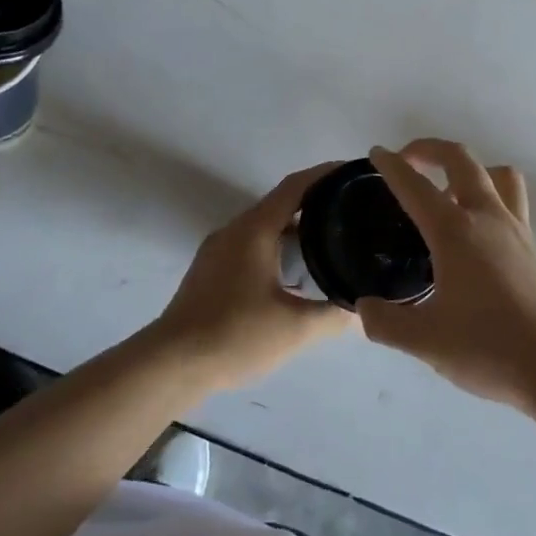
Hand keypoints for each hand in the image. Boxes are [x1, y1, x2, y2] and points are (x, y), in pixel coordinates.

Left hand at [145, 162, 354, 391]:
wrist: (172, 363)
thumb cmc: (235, 336)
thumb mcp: (295, 329)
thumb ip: (333, 315)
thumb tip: (363, 308)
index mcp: (254, 231)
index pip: (294, 187)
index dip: (325, 175)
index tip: (353, 173)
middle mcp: (234, 231)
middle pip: (279, 204)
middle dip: (315, 203)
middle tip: (352, 212)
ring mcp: (218, 250)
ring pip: (264, 227)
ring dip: (296, 228)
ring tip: (331, 241)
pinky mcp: (210, 270)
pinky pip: (250, 245)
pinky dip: (277, 247)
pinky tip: (295, 274)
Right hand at [360, 140, 535, 410]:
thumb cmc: (491, 348)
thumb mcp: (426, 341)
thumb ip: (386, 323)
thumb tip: (362, 308)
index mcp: (456, 232)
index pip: (415, 186)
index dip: (392, 166)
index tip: (376, 154)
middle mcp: (488, 219)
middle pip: (461, 160)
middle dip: (430, 149)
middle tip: (408, 160)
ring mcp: (518, 231)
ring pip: (497, 175)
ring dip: (469, 170)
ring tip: (448, 193)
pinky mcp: (535, 250)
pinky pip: (512, 203)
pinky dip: (489, 199)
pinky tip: (475, 236)